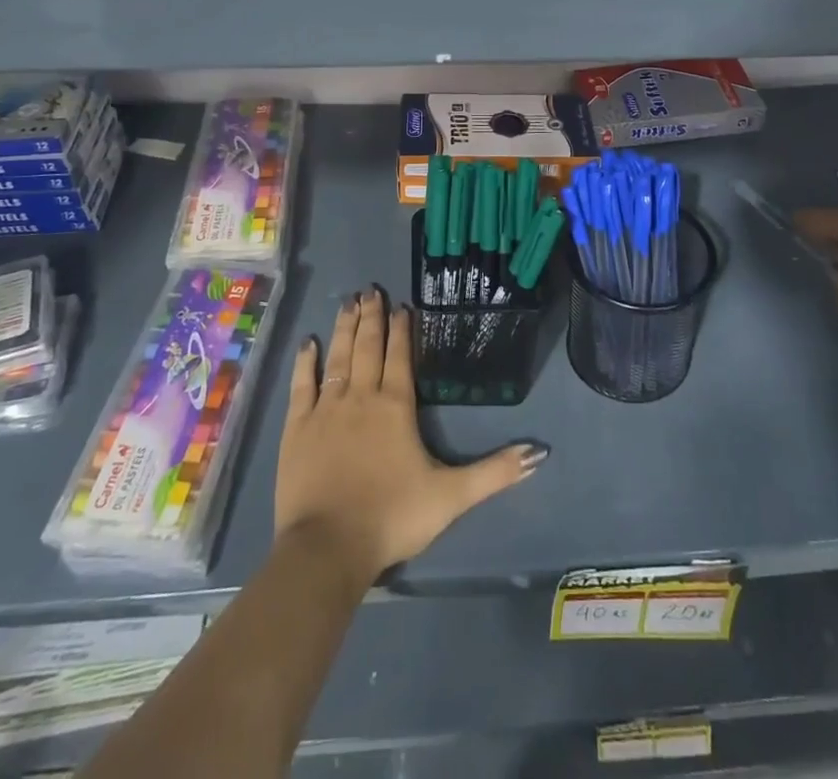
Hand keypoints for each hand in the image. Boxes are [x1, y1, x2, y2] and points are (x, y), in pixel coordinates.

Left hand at [276, 289, 546, 583]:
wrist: (328, 548)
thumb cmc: (392, 517)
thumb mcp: (452, 496)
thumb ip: (495, 472)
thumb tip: (539, 452)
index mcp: (396, 406)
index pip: (400, 356)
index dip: (402, 329)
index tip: (402, 305)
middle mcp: (361, 396)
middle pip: (368, 346)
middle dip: (372, 317)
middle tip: (372, 290)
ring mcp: (326, 409)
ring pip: (338, 357)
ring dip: (345, 328)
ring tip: (349, 302)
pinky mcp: (297, 427)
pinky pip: (302, 384)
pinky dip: (306, 361)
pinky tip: (309, 343)